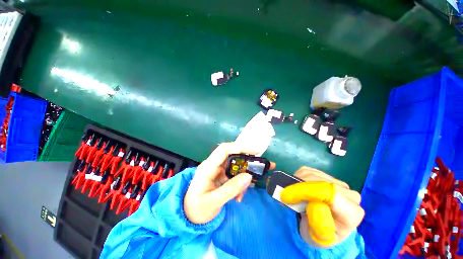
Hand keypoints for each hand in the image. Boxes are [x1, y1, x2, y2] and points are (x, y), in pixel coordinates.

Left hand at [184, 142, 274, 223]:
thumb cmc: (197, 209)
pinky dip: (241, 182)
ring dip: (246, 172)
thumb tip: (249, 176)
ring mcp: (218, 170)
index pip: (224, 150)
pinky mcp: (222, 176)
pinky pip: (235, 175)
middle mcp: (213, 165)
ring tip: (256, 179)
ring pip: (235, 165)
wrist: (189, 216)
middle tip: (262, 163)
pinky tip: (240, 196)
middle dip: (247, 158)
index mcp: (207, 167)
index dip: (239, 147)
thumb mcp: (213, 202)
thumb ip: (231, 189)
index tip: (255, 151)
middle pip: (232, 154)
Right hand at [280, 167, 363, 246]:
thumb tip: (316, 205)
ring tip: (292, 195)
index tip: (286, 195)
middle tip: (286, 197)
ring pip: (312, 174)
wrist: (321, 228)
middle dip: (299, 187)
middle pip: (319, 182)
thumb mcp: (318, 238)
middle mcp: (350, 195)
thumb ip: (320, 225)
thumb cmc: (320, 235)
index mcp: (352, 213)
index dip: (304, 191)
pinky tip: (298, 189)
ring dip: (297, 182)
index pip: (329, 193)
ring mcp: (338, 183)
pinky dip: (298, 178)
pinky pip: (308, 171)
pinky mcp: (327, 175)